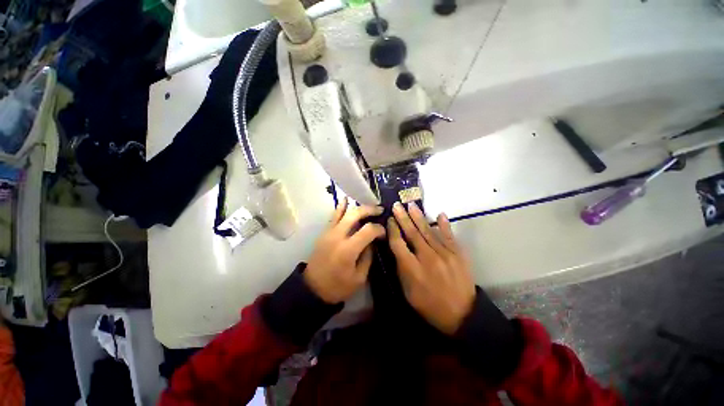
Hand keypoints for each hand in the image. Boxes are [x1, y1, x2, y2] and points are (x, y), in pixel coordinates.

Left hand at [305, 198, 385, 303]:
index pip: (368, 230)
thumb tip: (373, 240)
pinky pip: (333, 216)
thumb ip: (368, 256)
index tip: (383, 233)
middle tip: (380, 210)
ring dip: (358, 207)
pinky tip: (346, 199)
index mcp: (348, 250)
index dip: (379, 229)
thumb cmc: (338, 286)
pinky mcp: (324, 232)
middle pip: (355, 214)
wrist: (312, 289)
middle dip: (370, 210)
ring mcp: (329, 232)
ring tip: (369, 206)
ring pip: (344, 212)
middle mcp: (338, 236)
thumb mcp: (359, 277)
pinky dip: (341, 207)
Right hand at [388, 202, 475, 334]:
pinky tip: (440, 214)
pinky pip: (449, 236)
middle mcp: (427, 258)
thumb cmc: (430, 305)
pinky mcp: (458, 254)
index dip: (393, 230)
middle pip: (412, 233)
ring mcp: (444, 254)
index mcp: (413, 269)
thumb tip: (398, 250)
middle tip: (397, 205)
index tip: (389, 220)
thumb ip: (402, 270)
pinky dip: (444, 225)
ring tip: (411, 205)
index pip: (398, 244)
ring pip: (428, 231)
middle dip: (403, 218)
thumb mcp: (408, 293)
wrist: (462, 315)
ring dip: (418, 217)